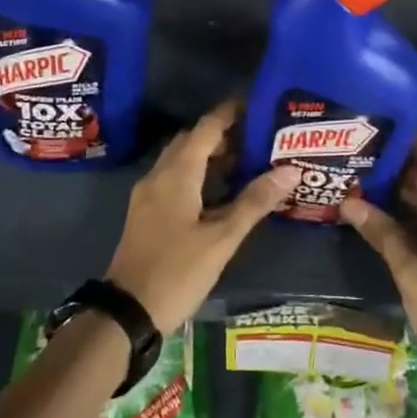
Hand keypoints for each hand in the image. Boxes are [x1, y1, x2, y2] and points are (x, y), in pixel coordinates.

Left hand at [106, 99, 296, 334]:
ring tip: (247, 159)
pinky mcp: (146, 213)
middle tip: (258, 135)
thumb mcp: (222, 238)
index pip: (206, 127)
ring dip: (210, 154)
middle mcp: (159, 175)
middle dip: (223, 133)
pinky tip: (220, 190)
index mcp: (177, 173)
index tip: (257, 104)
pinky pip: (174, 177)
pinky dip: (198, 173)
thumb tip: (290, 170)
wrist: (126, 313)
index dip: (230, 112)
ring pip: (182, 159)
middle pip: (192, 140)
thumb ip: (255, 202)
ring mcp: (149, 194)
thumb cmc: (177, 271)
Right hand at [340, 133, 416, 368]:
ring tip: (361, 170)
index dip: (412, 137)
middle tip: (359, 145)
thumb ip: (381, 232)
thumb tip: (348, 201)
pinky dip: (405, 209)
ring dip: (398, 185)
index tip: (382, 119)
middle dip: (397, 160)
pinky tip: (377, 207)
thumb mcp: (409, 270)